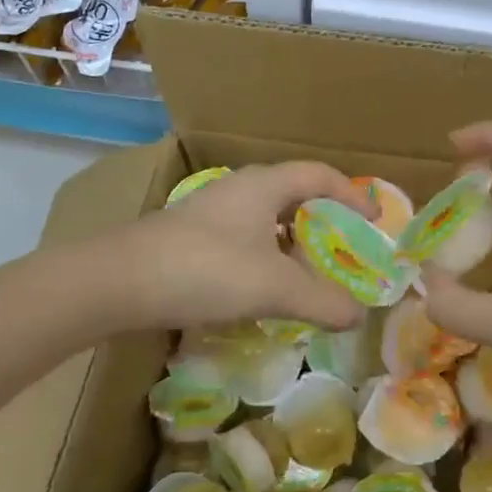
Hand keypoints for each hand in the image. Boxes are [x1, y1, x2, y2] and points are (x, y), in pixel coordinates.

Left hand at [104, 162, 372, 331]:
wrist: (118, 282)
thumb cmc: (205, 269)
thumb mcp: (274, 288)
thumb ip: (323, 301)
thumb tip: (358, 315)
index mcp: (264, 185)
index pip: (320, 175)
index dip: (352, 195)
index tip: (373, 221)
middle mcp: (239, 189)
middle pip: (294, 194)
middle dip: (324, 221)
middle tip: (345, 252)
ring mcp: (211, 211)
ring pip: (266, 219)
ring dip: (292, 243)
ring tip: (308, 275)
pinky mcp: (190, 236)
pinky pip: (244, 238)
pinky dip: (265, 257)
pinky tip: (262, 289)